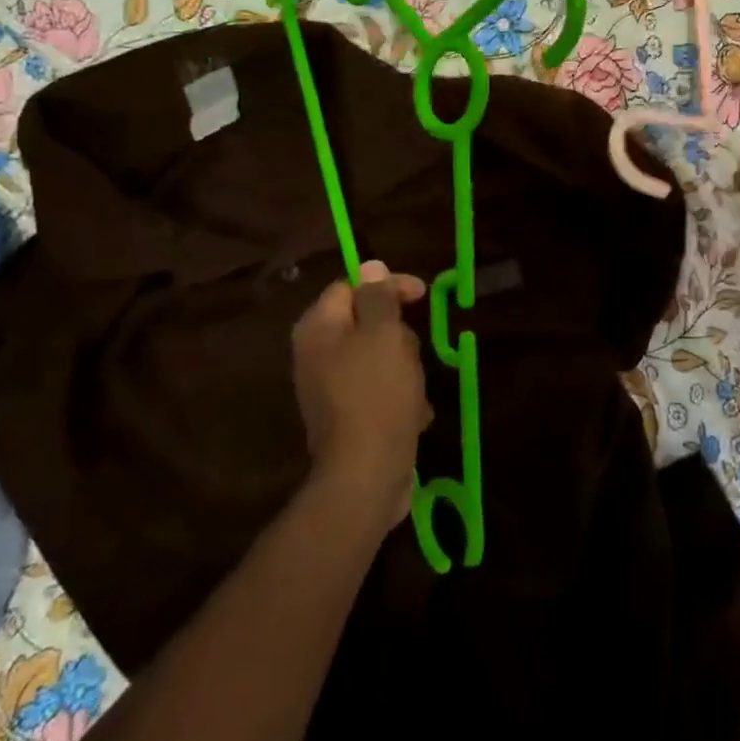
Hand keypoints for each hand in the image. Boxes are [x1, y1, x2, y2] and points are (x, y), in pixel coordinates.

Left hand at [291, 260, 432, 522]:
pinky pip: (379, 391)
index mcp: (318, 328)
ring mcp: (329, 389)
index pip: (352, 285)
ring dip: (404, 368)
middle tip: (413, 351)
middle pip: (366, 323)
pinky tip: (414, 415)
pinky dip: (400, 397)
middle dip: (398, 334)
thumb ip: (377, 297)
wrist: (366, 476)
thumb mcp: (384, 335)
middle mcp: (316, 355)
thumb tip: (369, 265)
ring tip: (416, 388)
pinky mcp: (347, 418)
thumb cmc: (377, 394)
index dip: (388, 284)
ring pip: (378, 358)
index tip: (423, 295)